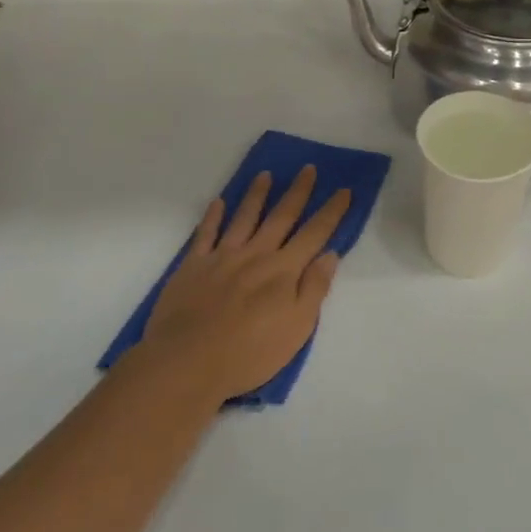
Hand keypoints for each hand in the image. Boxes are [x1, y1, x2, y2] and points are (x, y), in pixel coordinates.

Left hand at [134, 166, 351, 404]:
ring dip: (257, 195)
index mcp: (284, 270)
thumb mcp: (297, 329)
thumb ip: (314, 289)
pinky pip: (205, 234)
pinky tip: (218, 202)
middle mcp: (256, 254)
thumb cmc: (249, 353)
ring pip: (244, 217)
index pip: (314, 233)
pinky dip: (213, 216)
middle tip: (308, 168)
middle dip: (298, 192)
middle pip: (281, 216)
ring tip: (266, 174)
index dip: (331, 211)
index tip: (343, 190)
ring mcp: (222, 257)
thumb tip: (330, 254)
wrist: (186, 362)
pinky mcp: (193, 266)